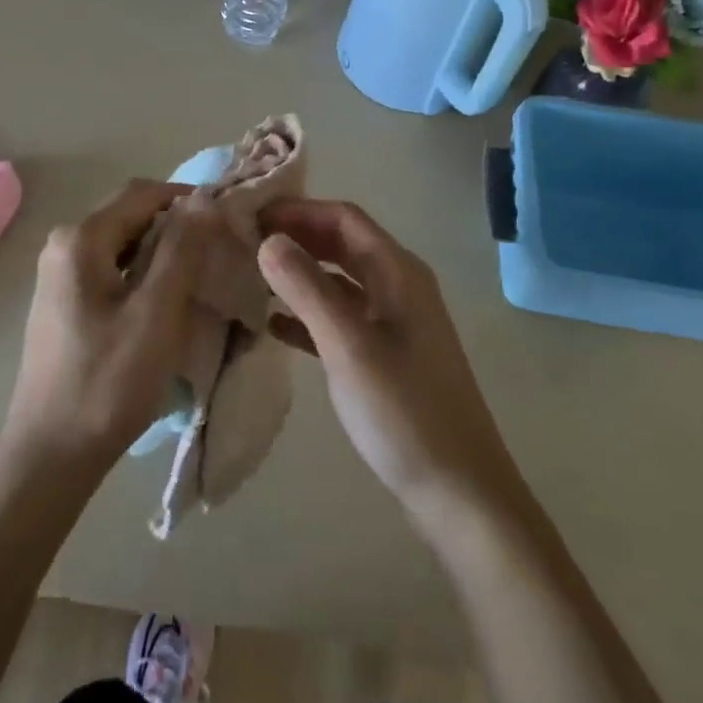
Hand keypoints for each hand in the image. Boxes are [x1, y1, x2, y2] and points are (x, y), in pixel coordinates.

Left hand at [0, 181, 216, 477]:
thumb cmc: (107, 382)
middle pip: (132, 215)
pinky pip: (113, 269)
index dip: (189, 199)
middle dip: (178, 226)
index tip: (228, 221)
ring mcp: (60, 274)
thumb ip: (182, 249)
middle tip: (220, 252)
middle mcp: (63, 245)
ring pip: (125, 243)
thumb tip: (205, 197)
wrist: (50, 457)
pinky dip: (144, 274)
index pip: (144, 193)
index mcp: (80, 239)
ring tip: (201, 277)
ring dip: (164, 252)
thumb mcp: (156, 312)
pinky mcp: (65, 301)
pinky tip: (167, 302)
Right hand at [258, 199, 526, 525]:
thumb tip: (268, 239)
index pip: (343, 218)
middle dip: (296, 237)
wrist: (459, 492)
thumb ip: (306, 287)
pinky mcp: (386, 356)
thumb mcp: (348, 344)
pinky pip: (341, 318)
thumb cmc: (403, 410)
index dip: (298, 209)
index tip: (250, 215)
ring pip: (339, 281)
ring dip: (299, 274)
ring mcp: (393, 323)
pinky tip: (273, 325)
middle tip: (244, 242)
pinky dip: (308, 314)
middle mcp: (398, 286)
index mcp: (397, 271)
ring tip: (250, 277)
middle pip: (341, 244)